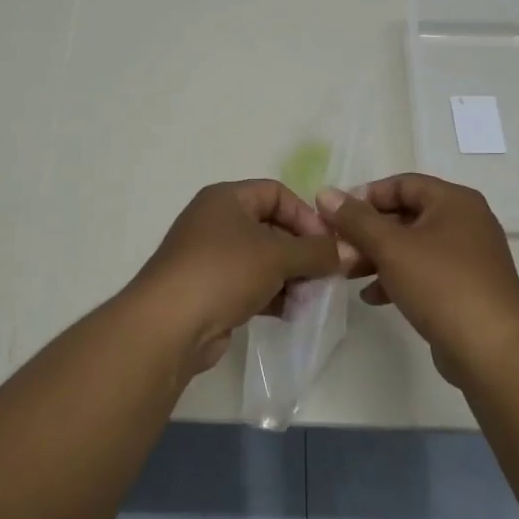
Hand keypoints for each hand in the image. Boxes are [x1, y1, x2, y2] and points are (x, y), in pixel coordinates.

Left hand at [133, 180, 342, 374]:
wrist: (169, 325)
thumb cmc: (223, 272)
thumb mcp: (277, 256)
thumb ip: (317, 252)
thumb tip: (350, 252)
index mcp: (226, 199)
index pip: (276, 193)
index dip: (306, 215)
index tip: (328, 244)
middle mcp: (216, 222)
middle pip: (271, 227)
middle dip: (302, 251)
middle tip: (327, 275)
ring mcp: (210, 258)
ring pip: (262, 260)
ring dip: (291, 276)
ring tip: (311, 298)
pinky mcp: (210, 291)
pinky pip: (250, 285)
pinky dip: (272, 295)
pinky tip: (291, 312)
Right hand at [316, 175, 518, 384]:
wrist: (492, 350)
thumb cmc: (442, 285)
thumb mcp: (391, 248)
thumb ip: (356, 220)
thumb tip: (325, 193)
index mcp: (454, 201)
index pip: (402, 183)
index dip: (366, 196)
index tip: (335, 216)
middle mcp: (466, 222)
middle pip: (407, 214)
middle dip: (368, 231)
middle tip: (337, 247)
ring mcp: (468, 256)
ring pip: (413, 246)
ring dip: (378, 256)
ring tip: (347, 273)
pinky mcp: (466, 287)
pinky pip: (425, 272)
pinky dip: (398, 278)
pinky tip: (373, 296)